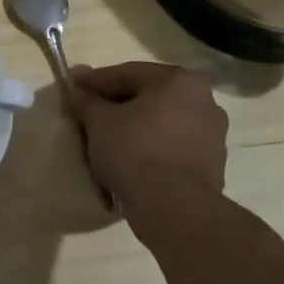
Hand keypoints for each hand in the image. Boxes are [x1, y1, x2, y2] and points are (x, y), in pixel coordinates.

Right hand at [68, 62, 228, 249]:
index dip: (95, 81)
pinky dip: (150, 146)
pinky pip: (171, 145)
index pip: (127, 73)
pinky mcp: (212, 164)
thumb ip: (86, 100)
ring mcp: (212, 134)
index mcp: (179, 81)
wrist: (175, 209)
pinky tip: (129, 157)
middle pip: (148, 96)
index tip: (72, 87)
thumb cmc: (135, 151)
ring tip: (106, 137)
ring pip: (161, 121)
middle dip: (116, 103)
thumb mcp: (99, 121)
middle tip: (87, 111)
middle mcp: (203, 100)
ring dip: (134, 125)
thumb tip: (75, 89)